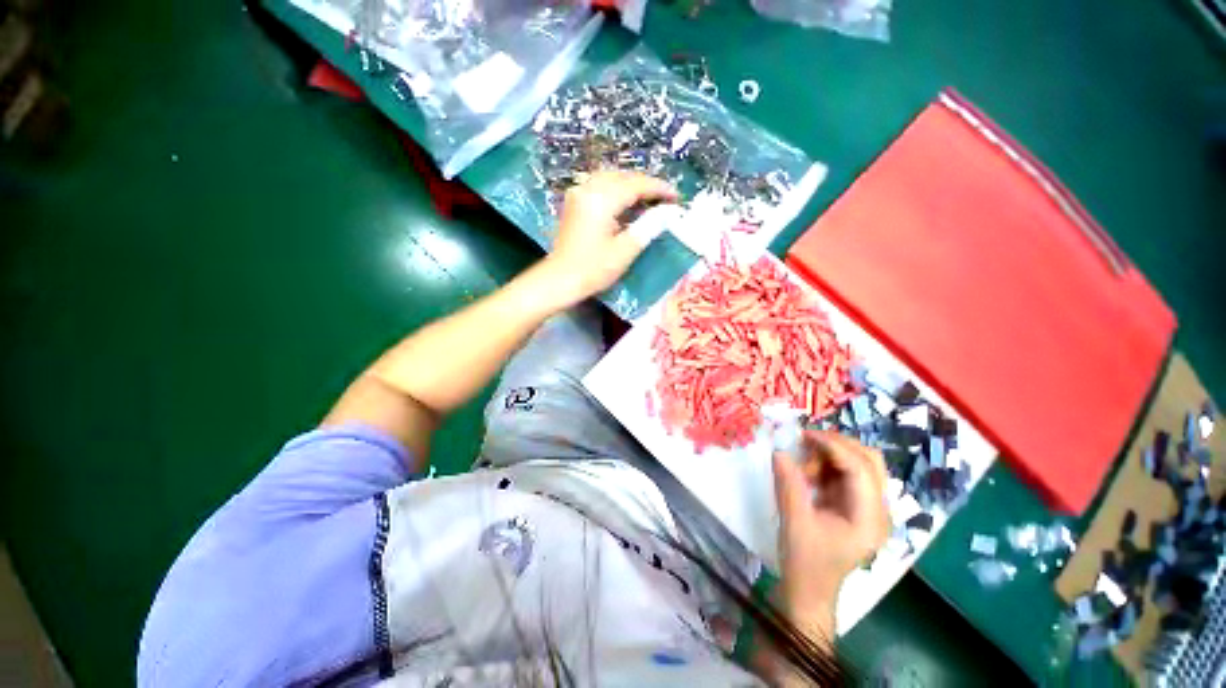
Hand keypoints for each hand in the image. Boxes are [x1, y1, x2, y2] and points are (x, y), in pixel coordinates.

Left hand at [543, 171, 678, 301]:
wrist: (559, 280)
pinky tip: (625, 202)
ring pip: (610, 178)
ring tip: (649, 199)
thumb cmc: (593, 269)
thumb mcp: (625, 251)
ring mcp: (578, 193)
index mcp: (602, 199)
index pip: (636, 184)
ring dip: (631, 185)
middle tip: (665, 198)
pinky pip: (599, 185)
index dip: (659, 188)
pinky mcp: (573, 202)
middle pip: (623, 176)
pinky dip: (616, 189)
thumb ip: (648, 227)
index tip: (676, 197)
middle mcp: (588, 189)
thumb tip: (668, 212)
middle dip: (646, 184)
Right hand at [772, 431, 889, 634]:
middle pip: (869, 461)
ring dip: (829, 456)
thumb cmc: (805, 562)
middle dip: (837, 445)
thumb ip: (788, 484)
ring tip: (803, 470)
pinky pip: (845, 472)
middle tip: (804, 443)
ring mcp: (868, 507)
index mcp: (869, 519)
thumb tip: (779, 451)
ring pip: (858, 463)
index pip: (861, 469)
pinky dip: (826, 465)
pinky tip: (807, 476)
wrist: (809, 591)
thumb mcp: (794, 522)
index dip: (833, 446)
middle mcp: (877, 510)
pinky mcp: (855, 505)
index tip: (803, 435)